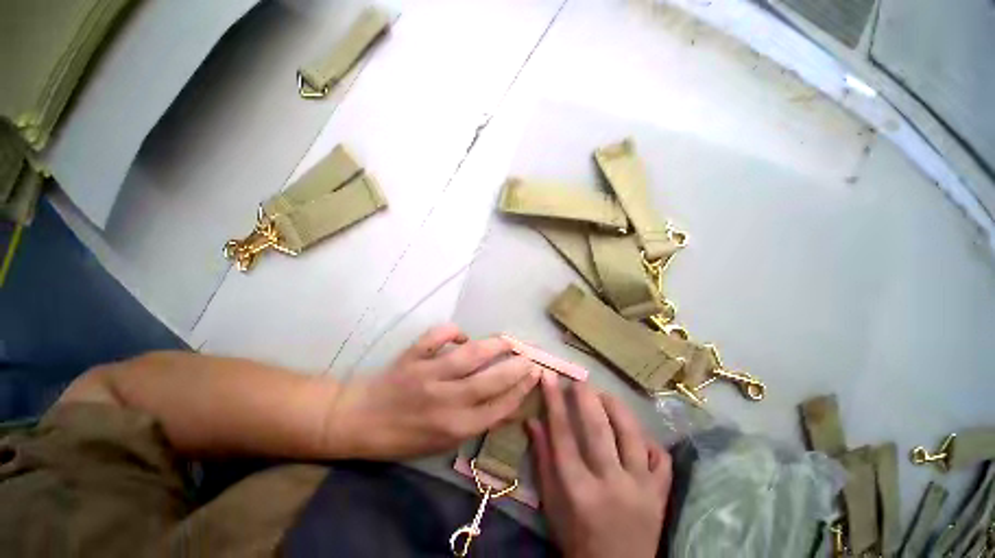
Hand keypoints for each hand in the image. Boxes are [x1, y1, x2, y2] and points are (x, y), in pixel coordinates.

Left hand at [327, 324, 541, 459]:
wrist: (358, 421)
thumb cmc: (404, 437)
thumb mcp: (443, 441)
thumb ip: (477, 422)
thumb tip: (509, 406)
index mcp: (455, 426)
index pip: (500, 406)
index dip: (522, 389)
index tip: (536, 375)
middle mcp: (446, 400)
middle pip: (491, 380)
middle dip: (516, 367)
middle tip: (529, 356)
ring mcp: (428, 375)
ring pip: (471, 355)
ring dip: (495, 345)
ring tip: (509, 341)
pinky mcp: (413, 356)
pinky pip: (437, 336)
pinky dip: (453, 331)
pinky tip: (461, 336)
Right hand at [528, 373, 671, 557]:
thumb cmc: (576, 538)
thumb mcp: (552, 503)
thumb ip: (543, 460)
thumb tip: (532, 421)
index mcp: (579, 490)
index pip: (563, 434)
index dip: (554, 401)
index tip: (548, 377)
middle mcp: (611, 485)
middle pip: (599, 429)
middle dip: (587, 397)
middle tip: (579, 381)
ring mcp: (641, 489)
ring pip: (632, 435)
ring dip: (617, 408)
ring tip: (605, 396)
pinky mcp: (660, 495)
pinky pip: (661, 458)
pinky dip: (649, 439)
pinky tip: (636, 432)